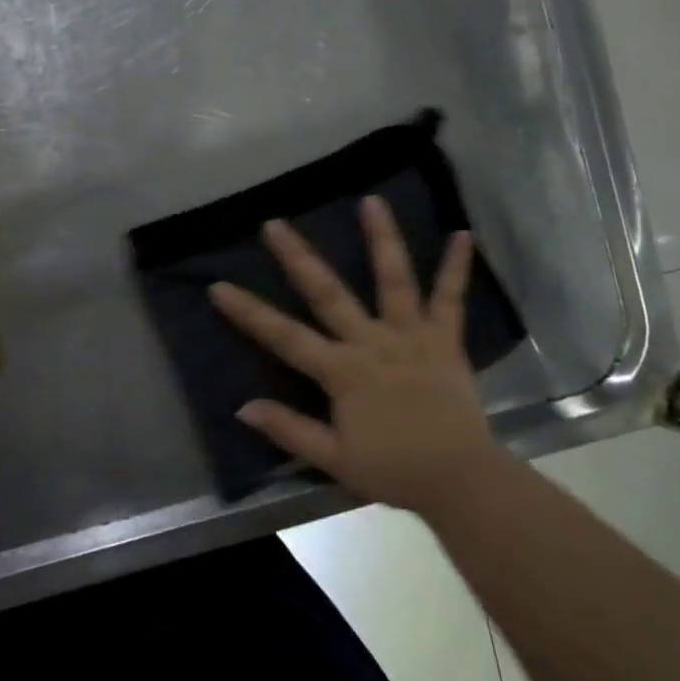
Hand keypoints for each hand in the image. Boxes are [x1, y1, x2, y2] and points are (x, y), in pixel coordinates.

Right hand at [208, 197, 496, 514]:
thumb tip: (243, 407)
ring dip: (381, 239)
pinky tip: (462, 234)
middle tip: (274, 223)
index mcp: (341, 371)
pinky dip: (456, 267)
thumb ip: (289, 429)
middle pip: (328, 293)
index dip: (248, 312)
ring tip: (372, 200)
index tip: (218, 286)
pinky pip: (451, 299)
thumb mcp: (334, 459)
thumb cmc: (393, 470)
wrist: (459, 480)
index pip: (284, 336)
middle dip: (298, 257)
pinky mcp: (444, 339)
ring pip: (393, 280)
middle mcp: (371, 342)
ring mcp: (410, 336)